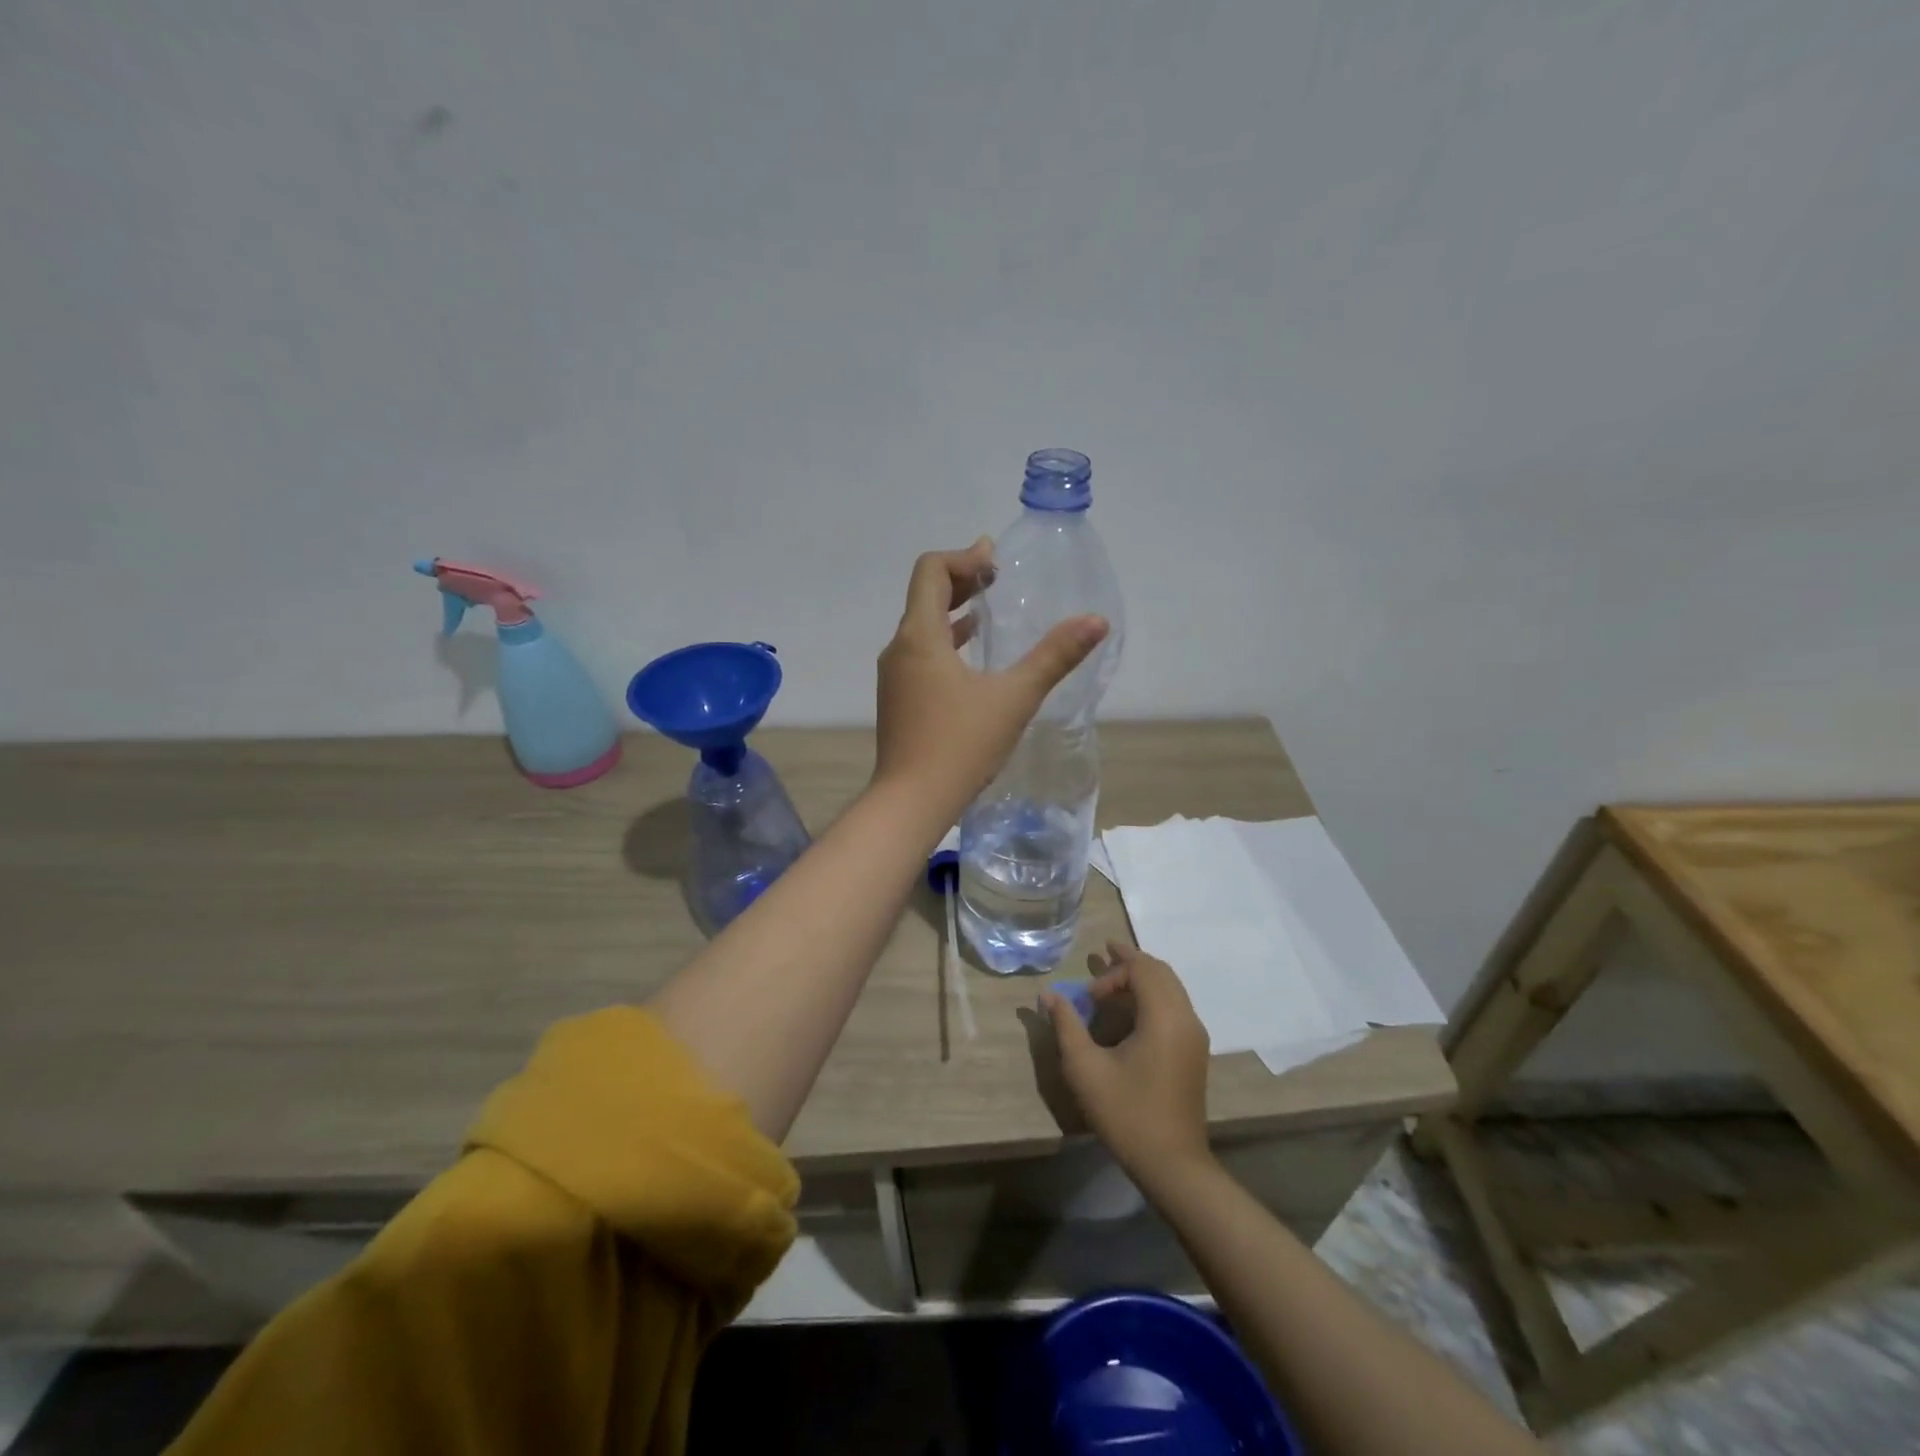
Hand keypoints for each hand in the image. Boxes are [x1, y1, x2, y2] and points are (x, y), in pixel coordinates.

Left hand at [873, 540, 1107, 818]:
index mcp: (919, 636)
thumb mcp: (1015, 697)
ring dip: (953, 612)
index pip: (931, 570)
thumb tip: (1097, 621)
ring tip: (988, 611)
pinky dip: (945, 642)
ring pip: (921, 627)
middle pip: (924, 595)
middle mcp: (899, 649)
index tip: (996, 563)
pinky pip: (920, 654)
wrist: (911, 802)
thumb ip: (1055, 657)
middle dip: (961, 580)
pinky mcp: (898, 700)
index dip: (964, 558)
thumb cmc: (961, 745)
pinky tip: (971, 659)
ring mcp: (894, 677)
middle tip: (996, 578)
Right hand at [1043, 943, 1212, 1182]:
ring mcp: (1195, 1035)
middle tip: (1102, 957)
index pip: (1142, 969)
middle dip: (1130, 962)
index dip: (1112, 972)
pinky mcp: (1195, 1051)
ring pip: (1171, 987)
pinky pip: (1176, 1005)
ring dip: (1143, 978)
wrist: (1172, 1164)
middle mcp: (1186, 1018)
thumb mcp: (1085, 1068)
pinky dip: (1154, 995)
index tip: (1088, 995)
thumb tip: (1047, 994)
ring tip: (1113, 981)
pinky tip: (1132, 1010)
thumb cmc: (1126, 1113)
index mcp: (1164, 1017)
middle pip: (1160, 971)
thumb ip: (1066, 1025)